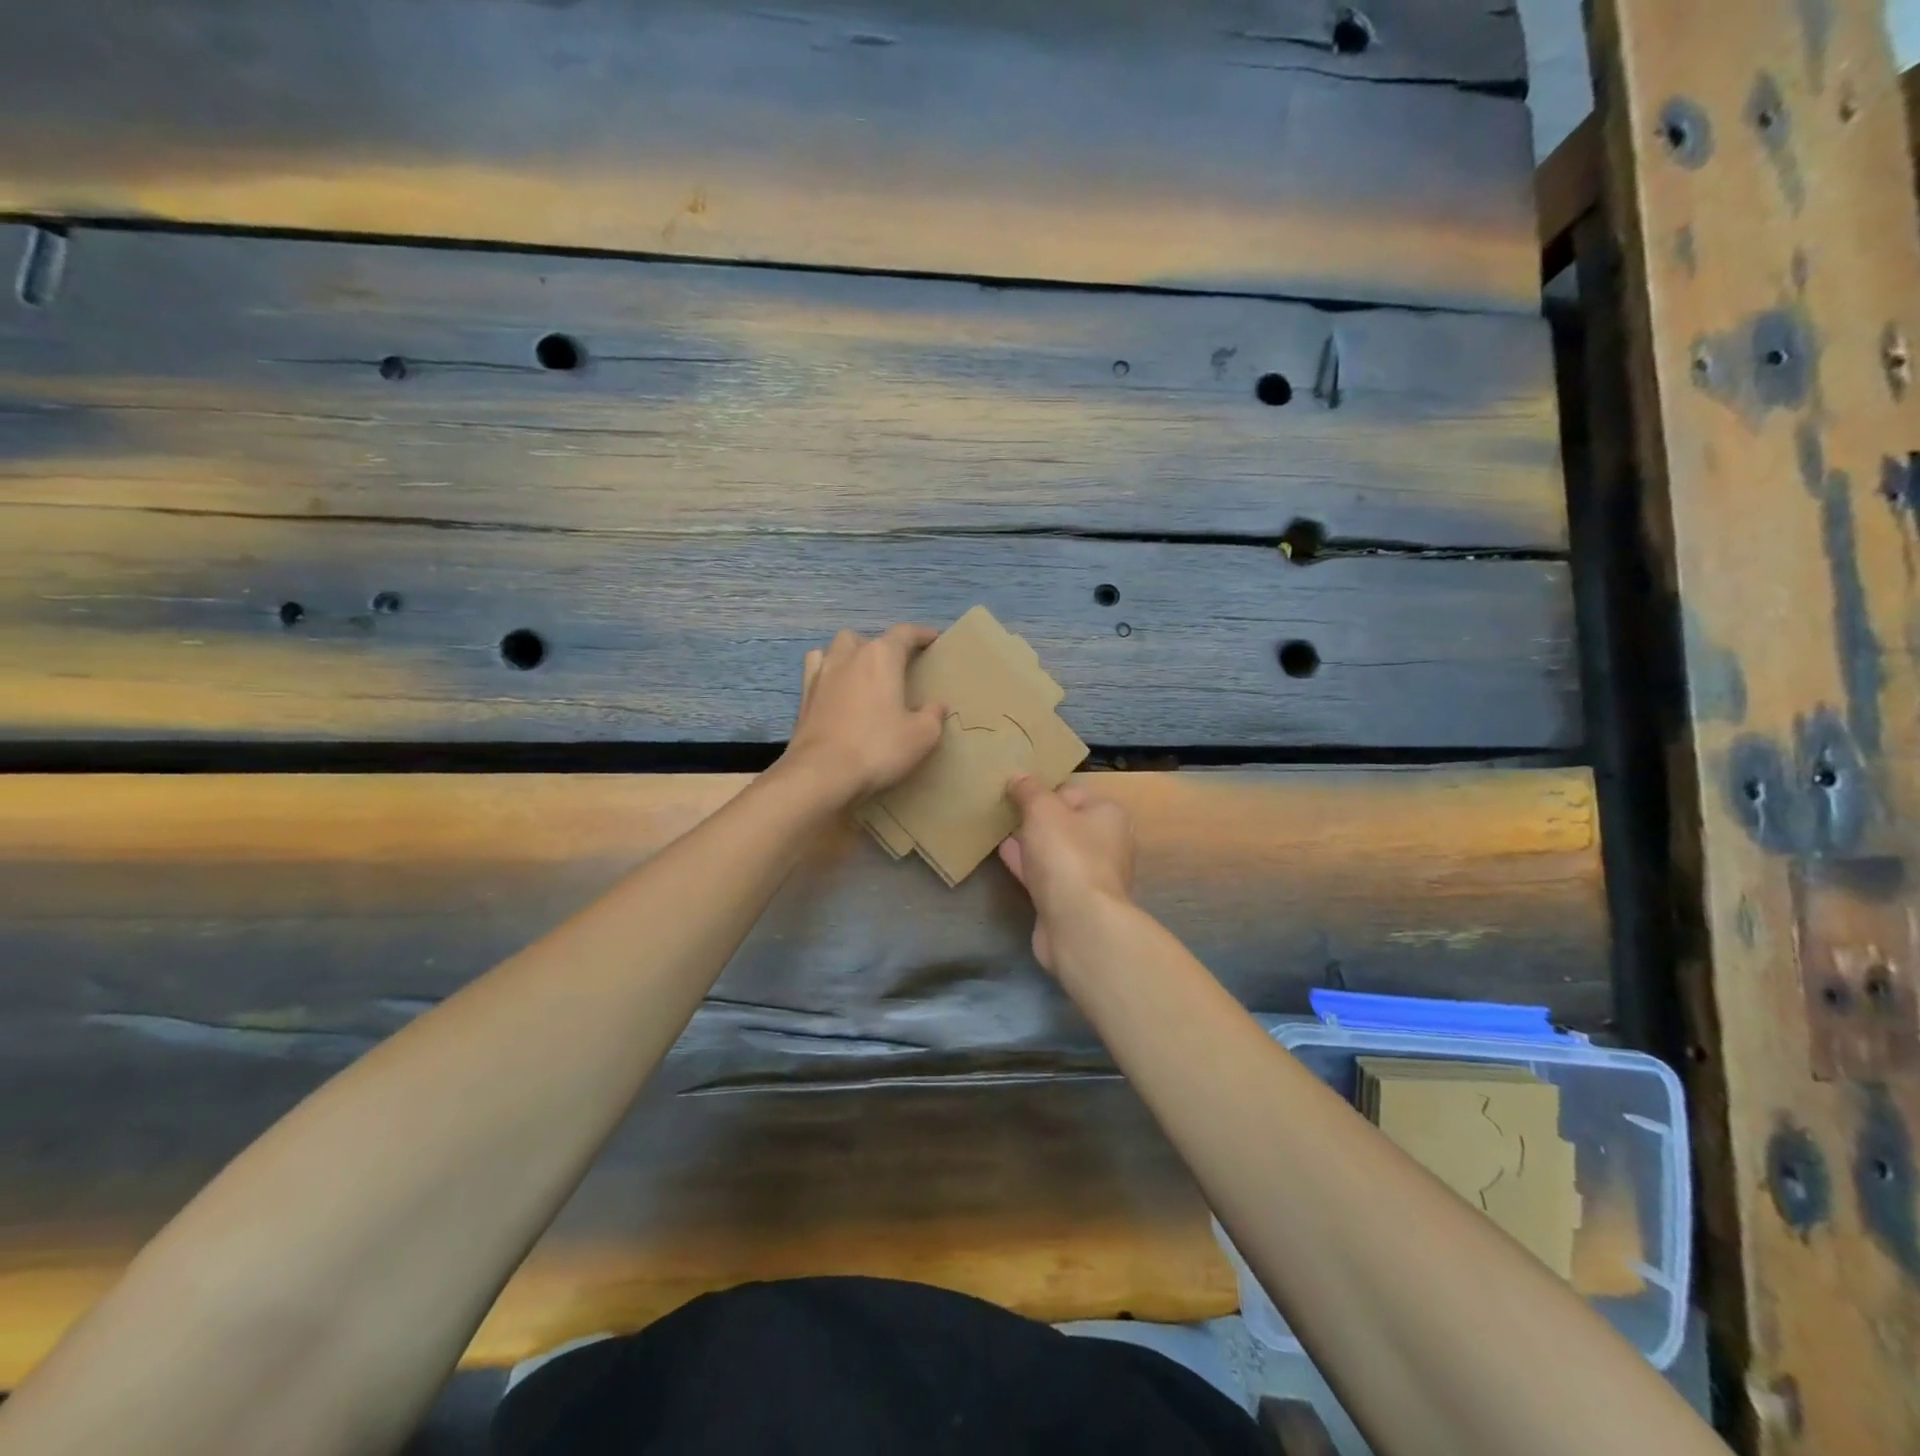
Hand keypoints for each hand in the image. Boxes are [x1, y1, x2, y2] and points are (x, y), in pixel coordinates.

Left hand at [780, 626, 946, 804]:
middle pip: (866, 638)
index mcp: (881, 657)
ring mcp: (822, 674)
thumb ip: (933, 716)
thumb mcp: (921, 736)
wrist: (821, 772)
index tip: (933, 638)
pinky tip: (834, 687)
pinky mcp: (804, 695)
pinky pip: (816, 669)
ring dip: (851, 654)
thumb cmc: (877, 748)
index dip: (921, 634)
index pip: (904, 633)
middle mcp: (849, 656)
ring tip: (862, 673)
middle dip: (882, 647)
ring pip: (836, 648)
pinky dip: (828, 671)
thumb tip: (936, 706)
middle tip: (895, 667)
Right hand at [998, 775, 1134, 973]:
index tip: (1015, 790)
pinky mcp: (1071, 901)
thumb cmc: (1067, 856)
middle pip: (1063, 822)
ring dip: (1028, 841)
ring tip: (997, 827)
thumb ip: (1028, 790)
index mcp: (1109, 815)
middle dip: (1034, 817)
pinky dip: (1025, 863)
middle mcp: (1106, 843)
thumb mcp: (1042, 810)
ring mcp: (1089, 875)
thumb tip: (1018, 777)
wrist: (1078, 923)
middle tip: (1003, 807)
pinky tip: (1001, 853)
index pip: (1072, 792)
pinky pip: (1044, 874)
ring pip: (1053, 850)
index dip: (1043, 790)